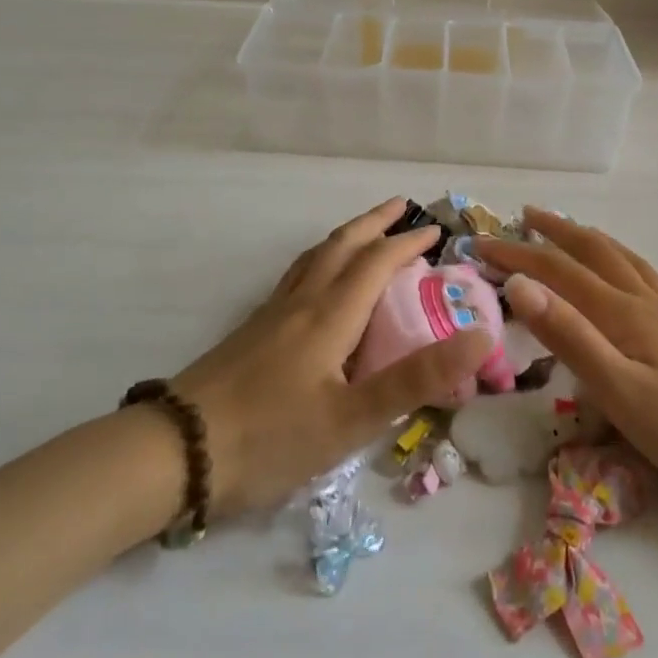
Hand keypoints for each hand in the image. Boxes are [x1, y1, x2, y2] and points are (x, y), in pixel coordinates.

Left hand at [171, 198, 492, 516]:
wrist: (177, 450)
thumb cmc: (271, 436)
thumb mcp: (352, 418)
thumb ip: (415, 379)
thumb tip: (480, 338)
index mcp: (330, 316)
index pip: (376, 263)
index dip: (407, 244)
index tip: (435, 232)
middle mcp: (302, 303)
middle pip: (342, 246)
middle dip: (374, 223)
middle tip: (401, 207)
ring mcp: (272, 314)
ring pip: (314, 258)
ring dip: (346, 236)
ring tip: (364, 233)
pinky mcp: (252, 331)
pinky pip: (296, 277)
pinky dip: (320, 260)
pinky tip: (315, 283)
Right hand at [476, 210, 657, 510]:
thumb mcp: (622, 391)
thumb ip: (571, 337)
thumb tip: (520, 286)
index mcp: (622, 313)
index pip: (557, 272)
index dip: (517, 256)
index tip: (479, 245)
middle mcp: (643, 302)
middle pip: (592, 252)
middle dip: (553, 232)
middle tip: (523, 216)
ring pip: (621, 259)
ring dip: (587, 238)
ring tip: (567, 228)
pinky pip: (643, 275)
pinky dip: (620, 258)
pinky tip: (625, 270)